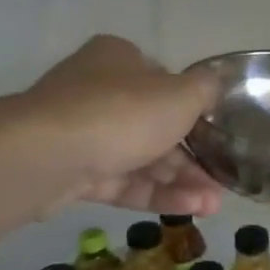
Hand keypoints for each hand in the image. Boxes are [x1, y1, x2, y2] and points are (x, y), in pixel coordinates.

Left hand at [20, 35, 222, 215]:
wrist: (48, 156)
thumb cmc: (122, 112)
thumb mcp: (181, 93)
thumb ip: (205, 89)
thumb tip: (213, 87)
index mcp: (119, 60)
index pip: (163, 81)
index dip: (192, 108)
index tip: (216, 134)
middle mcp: (97, 91)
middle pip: (156, 126)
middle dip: (193, 158)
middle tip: (220, 182)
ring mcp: (82, 134)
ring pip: (141, 158)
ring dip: (181, 181)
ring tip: (213, 206)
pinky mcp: (73, 173)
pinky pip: (123, 182)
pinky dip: (156, 194)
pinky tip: (189, 209)